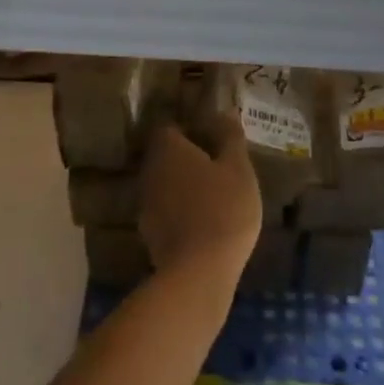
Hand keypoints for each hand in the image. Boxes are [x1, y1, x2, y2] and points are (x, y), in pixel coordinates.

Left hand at [138, 115, 261, 281]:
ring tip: (212, 194)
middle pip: (165, 156)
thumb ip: (230, 138)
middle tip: (216, 166)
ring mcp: (146, 205)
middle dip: (187, 158)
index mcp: (168, 150)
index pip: (170, 128)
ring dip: (183, 186)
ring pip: (164, 184)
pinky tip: (202, 222)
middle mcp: (150, 172)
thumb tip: (224, 111)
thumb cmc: (223, 209)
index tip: (212, 138)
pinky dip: (180, 211)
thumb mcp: (238, 169)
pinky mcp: (149, 234)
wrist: (198, 273)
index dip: (190, 130)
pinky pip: (166, 211)